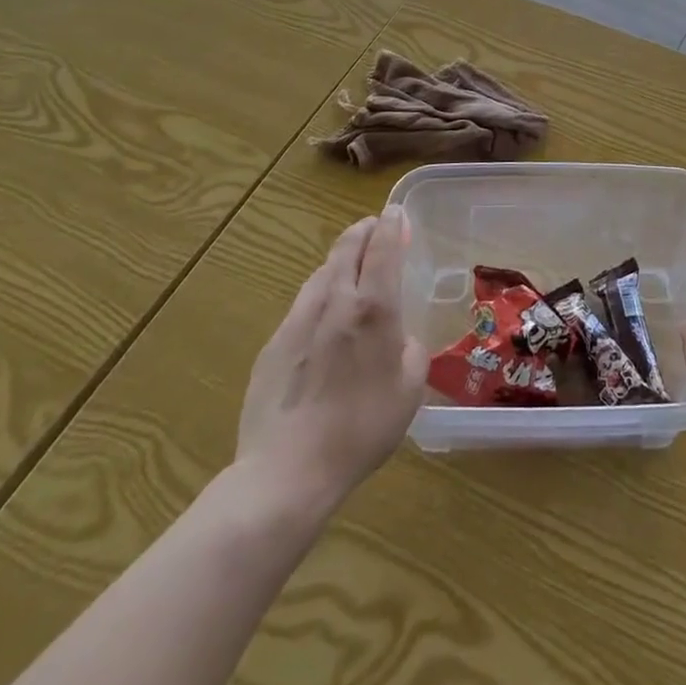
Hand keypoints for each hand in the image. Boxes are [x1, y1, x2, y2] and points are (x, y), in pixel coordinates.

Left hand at [234, 207, 426, 516]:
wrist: (287, 472)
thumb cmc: (361, 429)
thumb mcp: (409, 390)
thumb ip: (411, 351)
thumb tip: (401, 340)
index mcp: (375, 308)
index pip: (384, 248)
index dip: (392, 224)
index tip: (397, 213)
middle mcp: (336, 301)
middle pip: (347, 248)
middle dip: (364, 231)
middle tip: (375, 228)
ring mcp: (299, 320)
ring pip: (321, 272)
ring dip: (340, 260)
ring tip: (350, 266)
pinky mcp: (274, 344)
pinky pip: (303, 304)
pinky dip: (320, 293)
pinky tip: (324, 314)